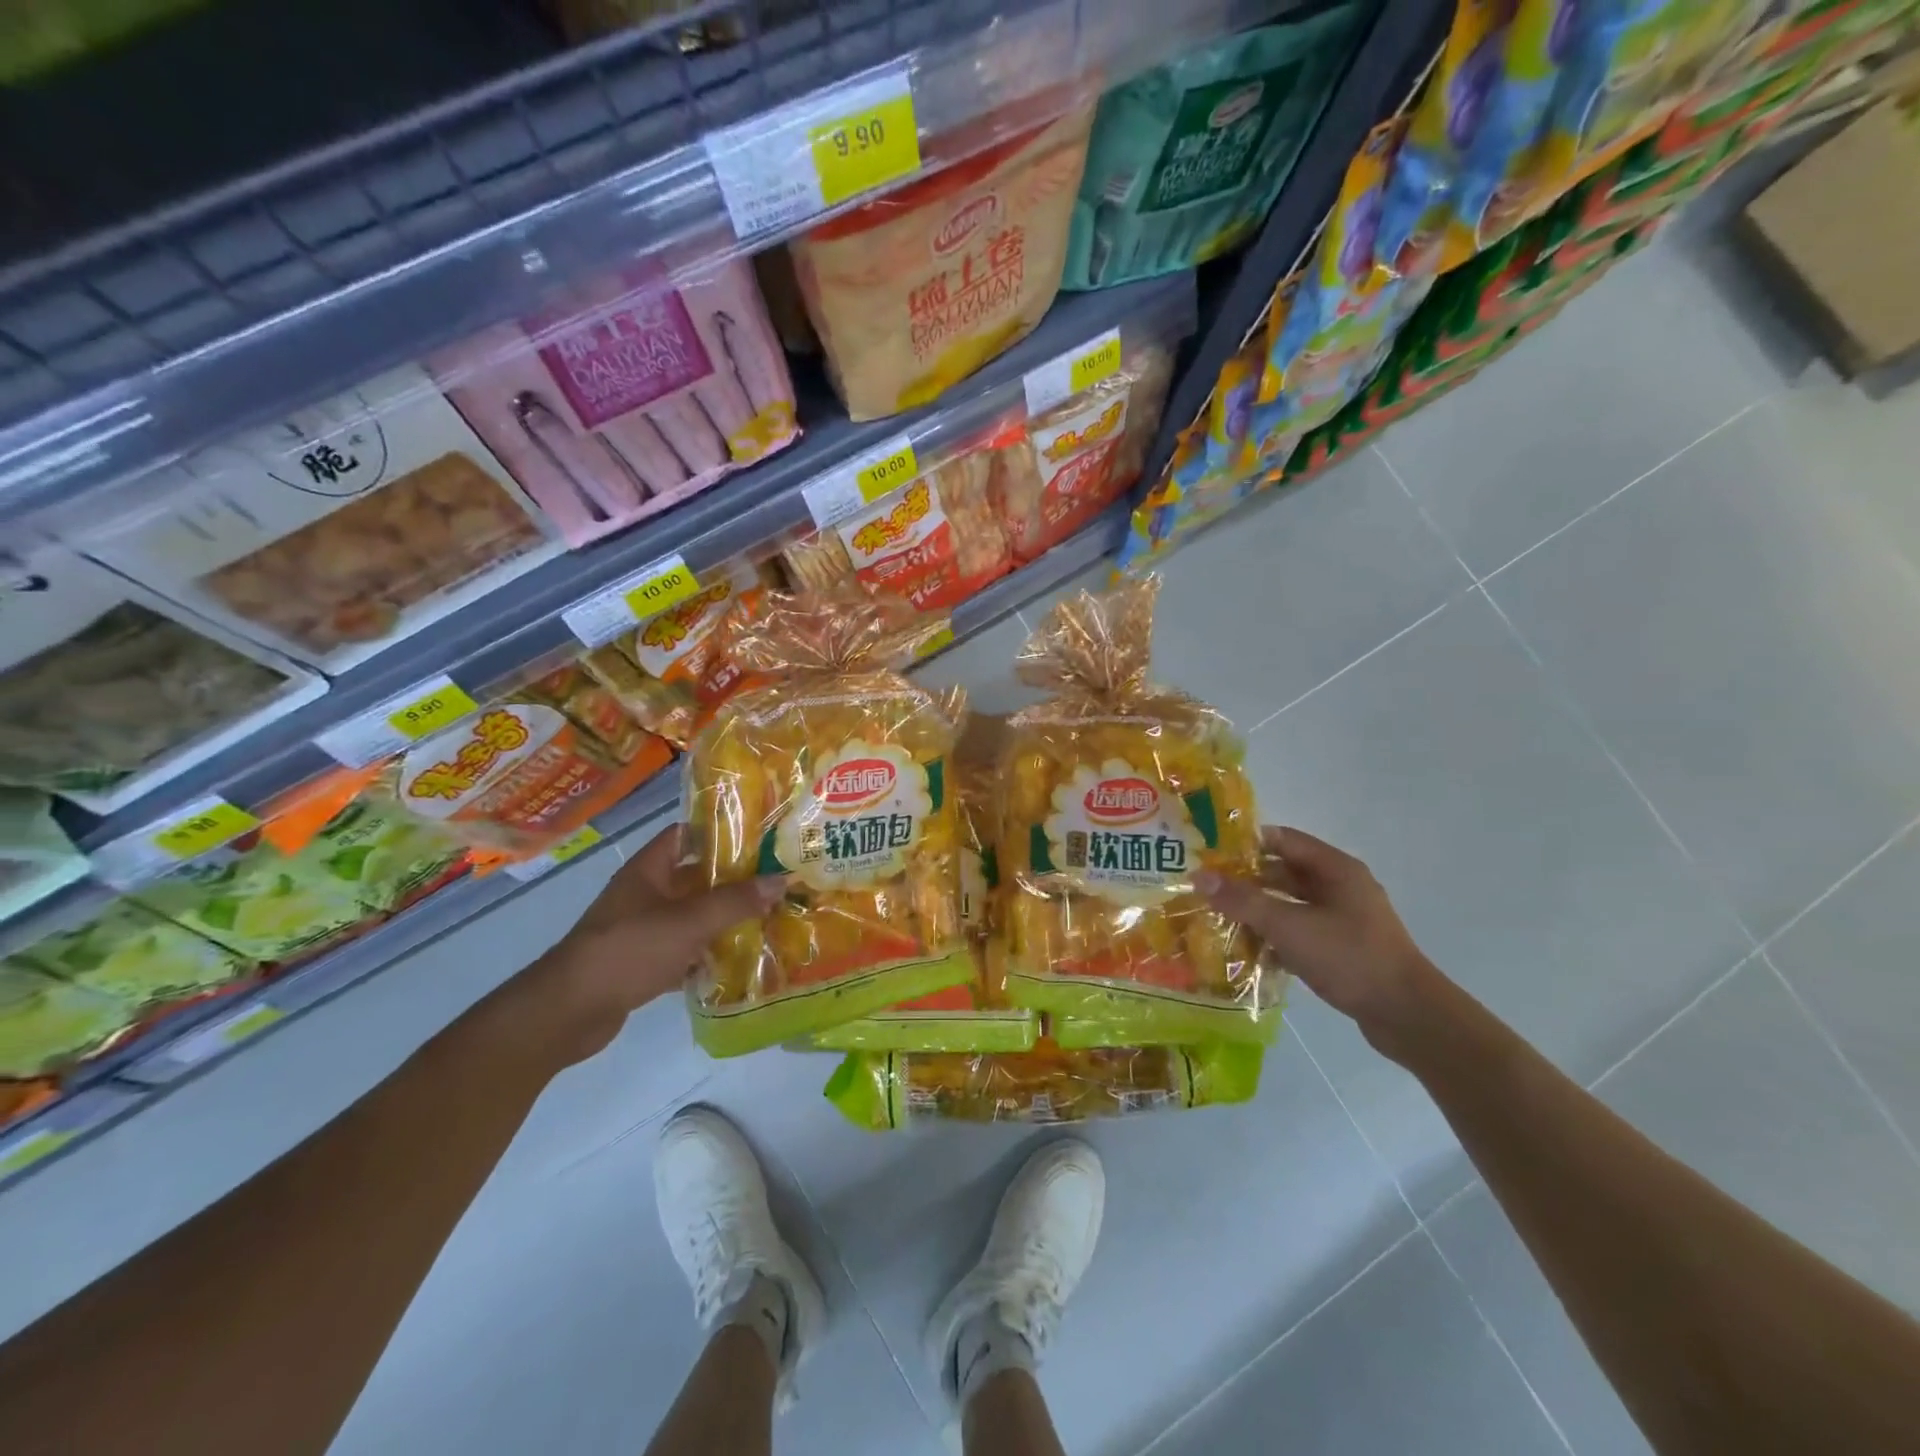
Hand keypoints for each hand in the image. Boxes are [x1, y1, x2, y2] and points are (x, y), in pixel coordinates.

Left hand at [524, 825, 784, 1064]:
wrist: (568, 1012)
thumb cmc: (628, 950)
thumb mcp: (688, 921)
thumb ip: (735, 901)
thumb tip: (782, 880)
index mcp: (649, 869)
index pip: (687, 835)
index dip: (720, 831)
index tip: (761, 836)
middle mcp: (646, 893)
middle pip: (697, 878)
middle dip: (734, 880)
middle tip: (778, 881)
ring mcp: (644, 929)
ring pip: (694, 916)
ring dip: (725, 919)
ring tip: (771, 918)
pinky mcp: (644, 963)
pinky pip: (686, 950)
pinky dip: (709, 954)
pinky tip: (742, 960)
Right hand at [1196, 826, 1444, 1059]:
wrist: (1408, 1016)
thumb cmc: (1349, 957)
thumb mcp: (1290, 926)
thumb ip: (1244, 901)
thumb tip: (1200, 877)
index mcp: (1335, 869)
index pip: (1283, 839)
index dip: (1245, 842)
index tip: (1209, 852)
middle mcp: (1340, 887)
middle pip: (1284, 872)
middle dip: (1245, 880)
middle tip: (1206, 888)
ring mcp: (1343, 919)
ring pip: (1290, 904)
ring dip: (1258, 910)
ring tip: (1217, 918)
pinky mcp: (1342, 948)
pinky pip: (1299, 931)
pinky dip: (1275, 936)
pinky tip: (1247, 950)